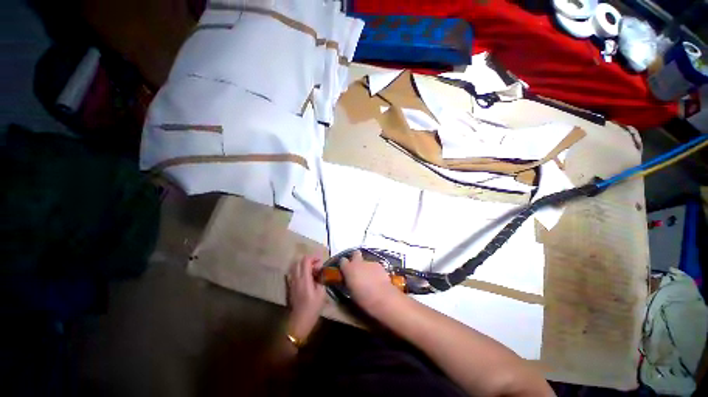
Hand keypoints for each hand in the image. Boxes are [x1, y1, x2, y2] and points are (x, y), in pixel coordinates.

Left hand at [286, 256, 325, 340]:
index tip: (320, 261)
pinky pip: (293, 273)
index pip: (306, 260)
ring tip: (312, 270)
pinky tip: (306, 277)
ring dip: (303, 265)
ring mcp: (292, 282)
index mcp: (304, 278)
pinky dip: (299, 271)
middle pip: (299, 261)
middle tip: (317, 265)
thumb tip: (320, 271)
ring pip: (295, 267)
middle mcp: (296, 278)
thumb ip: (321, 279)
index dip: (313, 257)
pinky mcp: (290, 287)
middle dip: (309, 260)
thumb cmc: (312, 307)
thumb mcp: (321, 293)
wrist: (299, 321)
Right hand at [339, 250, 401, 311]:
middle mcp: (358, 262)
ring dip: (366, 267)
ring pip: (366, 261)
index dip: (344, 264)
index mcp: (349, 269)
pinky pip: (375, 266)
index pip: (343, 261)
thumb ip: (349, 281)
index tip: (345, 270)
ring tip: (370, 278)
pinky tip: (377, 280)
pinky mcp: (380, 265)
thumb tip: (350, 279)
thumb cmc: (363, 297)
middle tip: (357, 267)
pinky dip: (375, 271)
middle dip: (355, 257)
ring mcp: (370, 262)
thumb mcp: (351, 291)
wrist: (382, 296)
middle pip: (355, 253)